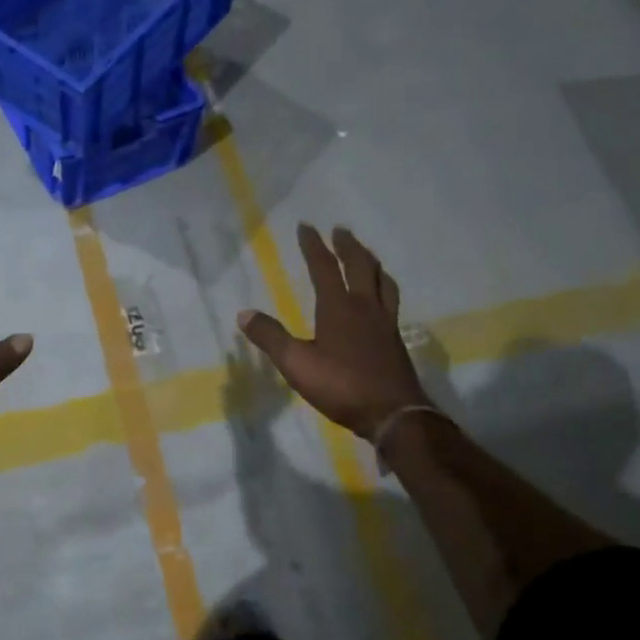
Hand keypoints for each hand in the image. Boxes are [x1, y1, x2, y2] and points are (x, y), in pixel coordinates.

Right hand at [238, 224, 432, 440]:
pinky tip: (381, 299)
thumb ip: (270, 337)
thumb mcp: (296, 363)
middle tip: (340, 230)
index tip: (307, 226)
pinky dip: (384, 287)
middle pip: (359, 266)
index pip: (324, 267)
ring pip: (382, 280)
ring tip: (366, 255)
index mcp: (338, 307)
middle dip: (348, 246)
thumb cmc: (341, 386)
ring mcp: (384, 322)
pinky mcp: (395, 339)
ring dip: (371, 262)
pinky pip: (391, 300)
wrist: (393, 413)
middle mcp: (364, 306)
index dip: (313, 246)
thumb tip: (243, 314)